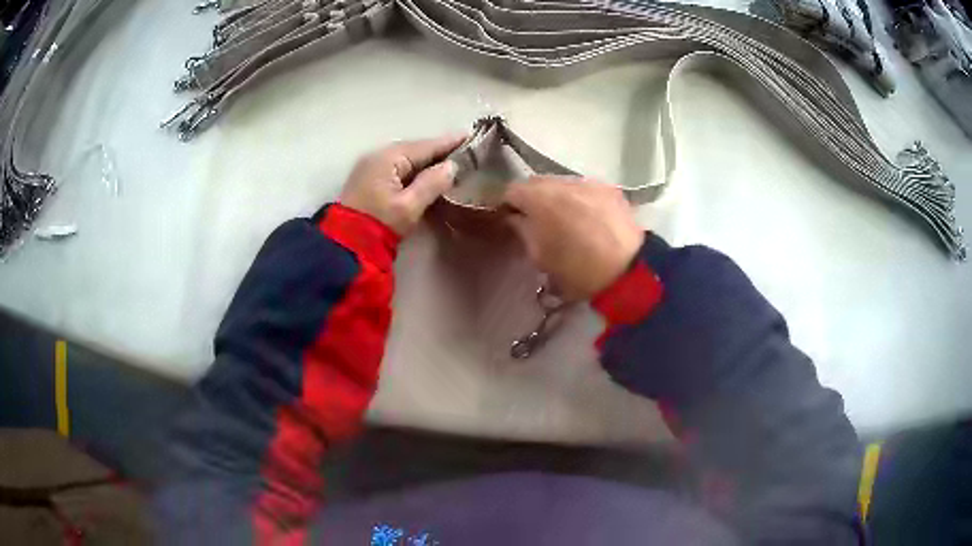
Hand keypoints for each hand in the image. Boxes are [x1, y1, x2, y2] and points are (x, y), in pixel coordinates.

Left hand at [340, 134, 464, 235]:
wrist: (347, 244)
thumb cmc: (380, 224)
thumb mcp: (409, 206)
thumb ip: (432, 183)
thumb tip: (451, 166)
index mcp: (388, 158)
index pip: (425, 146)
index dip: (448, 142)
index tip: (469, 135)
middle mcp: (378, 155)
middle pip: (415, 149)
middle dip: (438, 150)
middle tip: (464, 149)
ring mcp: (371, 166)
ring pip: (406, 158)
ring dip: (427, 160)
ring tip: (450, 160)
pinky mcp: (369, 178)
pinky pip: (398, 166)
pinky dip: (414, 168)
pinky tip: (427, 172)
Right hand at [504, 176, 644, 300]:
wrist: (628, 272)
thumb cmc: (576, 270)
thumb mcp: (539, 257)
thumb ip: (522, 231)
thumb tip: (515, 218)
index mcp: (540, 198)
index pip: (511, 190)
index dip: (507, 205)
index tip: (509, 219)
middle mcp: (563, 182)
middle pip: (537, 183)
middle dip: (532, 198)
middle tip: (535, 220)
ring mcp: (589, 183)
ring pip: (562, 184)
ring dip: (557, 197)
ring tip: (564, 219)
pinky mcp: (610, 189)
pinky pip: (585, 189)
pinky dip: (580, 200)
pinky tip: (587, 218)